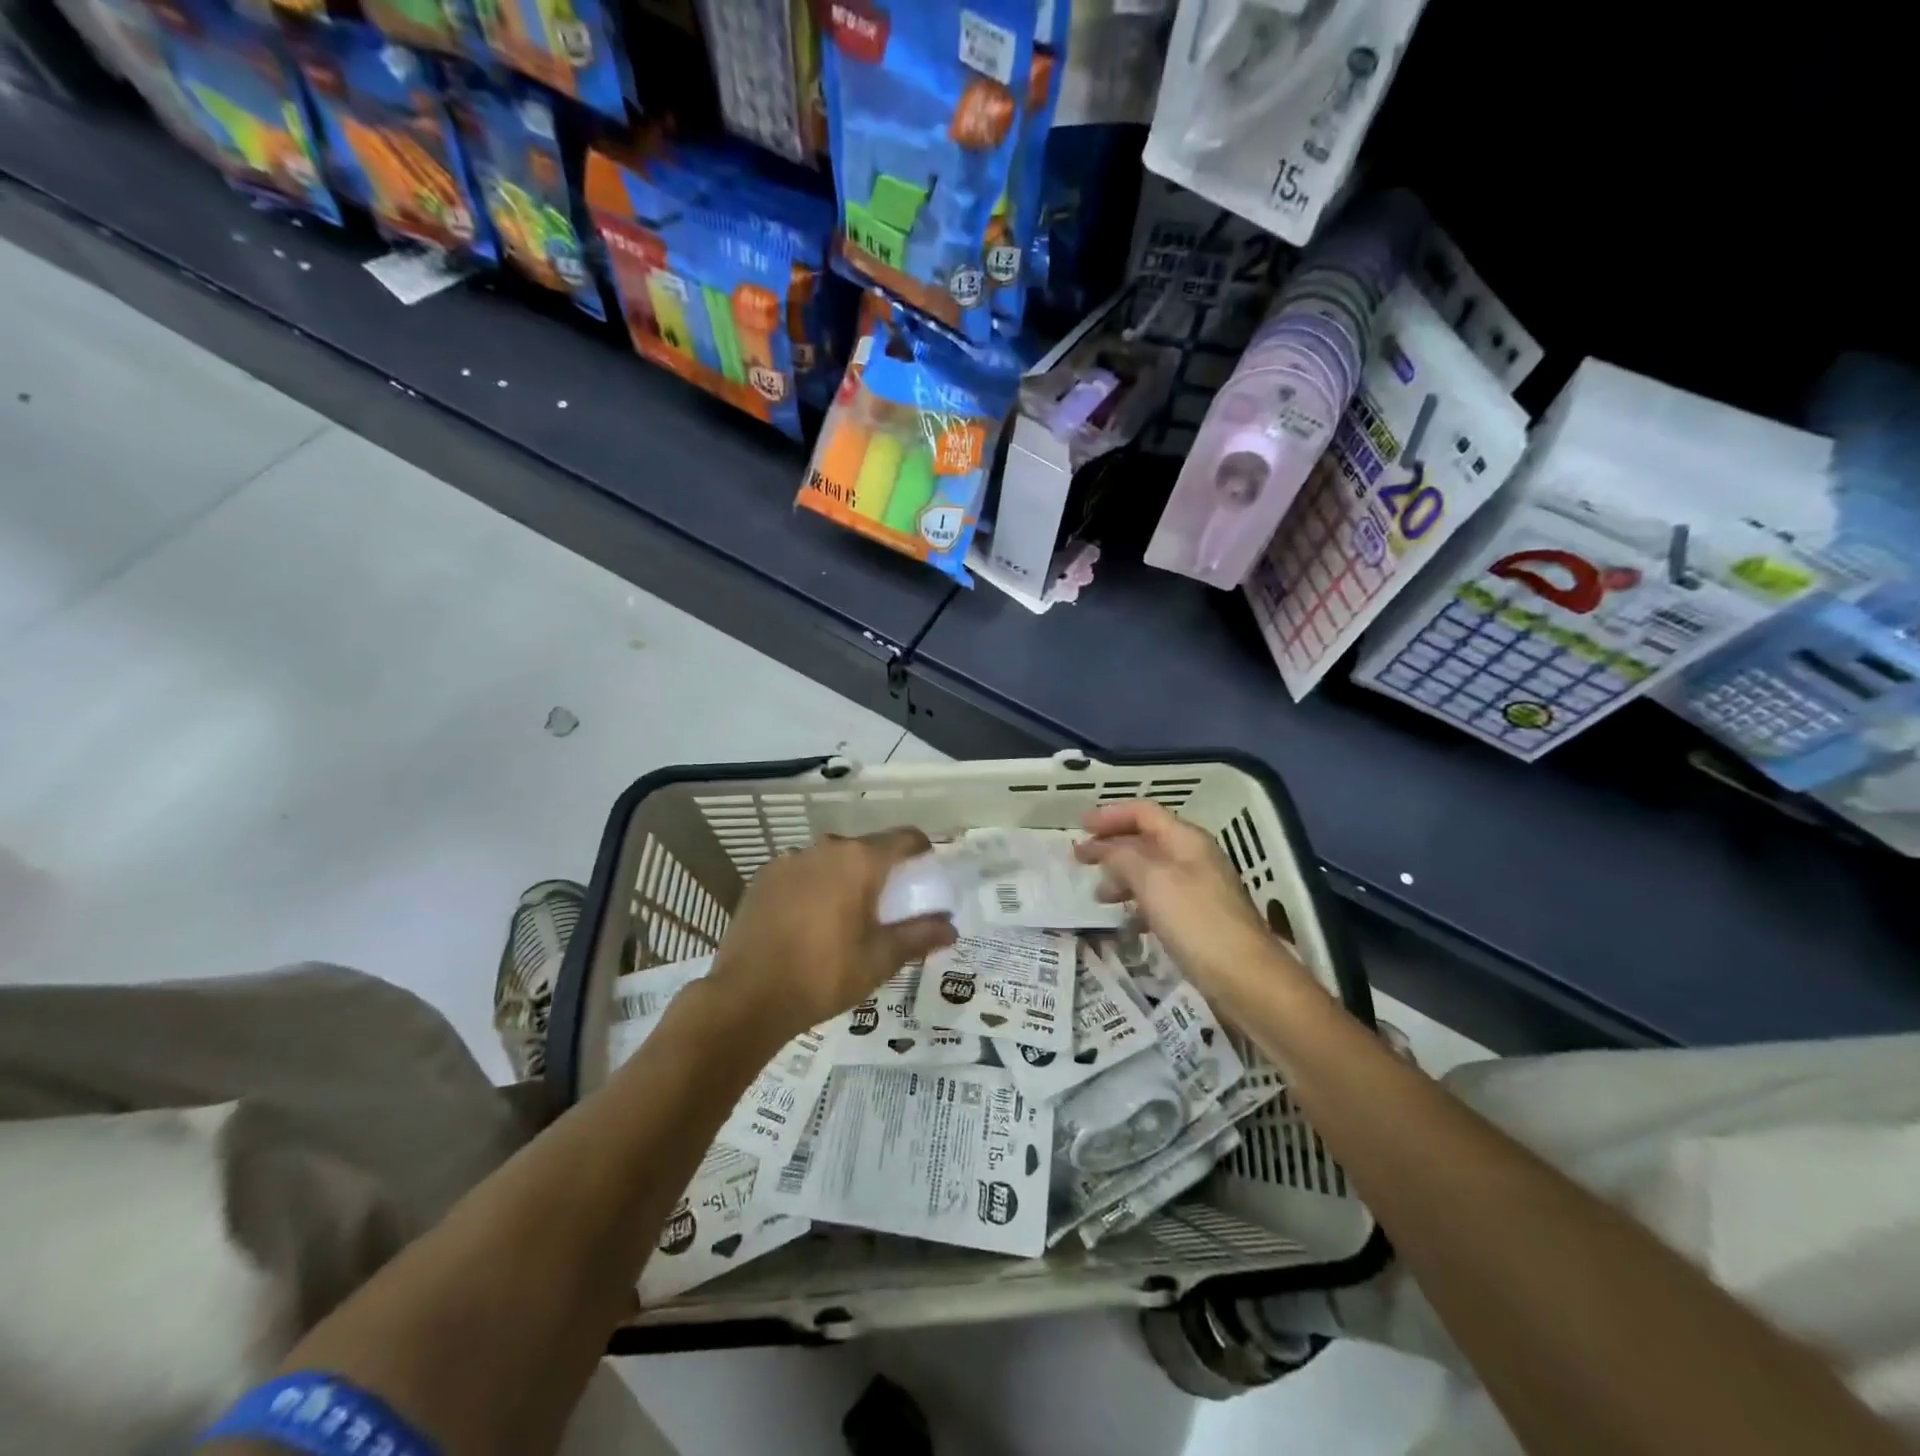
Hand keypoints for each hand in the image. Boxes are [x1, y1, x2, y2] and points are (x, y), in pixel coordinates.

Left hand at [709, 828, 956, 1044]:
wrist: (746, 998)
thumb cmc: (824, 975)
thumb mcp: (880, 959)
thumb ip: (920, 936)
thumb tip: (951, 927)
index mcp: (859, 860)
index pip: (905, 838)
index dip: (922, 852)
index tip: (926, 874)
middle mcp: (825, 848)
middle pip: (866, 848)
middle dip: (881, 871)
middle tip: (886, 907)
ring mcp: (789, 859)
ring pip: (831, 860)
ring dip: (844, 878)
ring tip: (843, 917)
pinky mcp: (763, 877)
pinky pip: (801, 872)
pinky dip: (813, 887)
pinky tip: (807, 921)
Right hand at [1075, 801, 1301, 1004]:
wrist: (1245, 976)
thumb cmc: (1195, 920)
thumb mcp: (1152, 880)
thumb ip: (1122, 857)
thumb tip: (1103, 848)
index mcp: (1186, 839)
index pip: (1144, 812)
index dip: (1110, 815)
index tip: (1081, 827)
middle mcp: (1193, 857)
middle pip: (1146, 840)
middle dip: (1111, 847)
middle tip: (1080, 860)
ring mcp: (1198, 889)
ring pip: (1151, 871)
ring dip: (1121, 877)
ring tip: (1099, 896)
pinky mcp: (1198, 919)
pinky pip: (1160, 900)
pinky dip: (1138, 904)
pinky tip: (1126, 923)